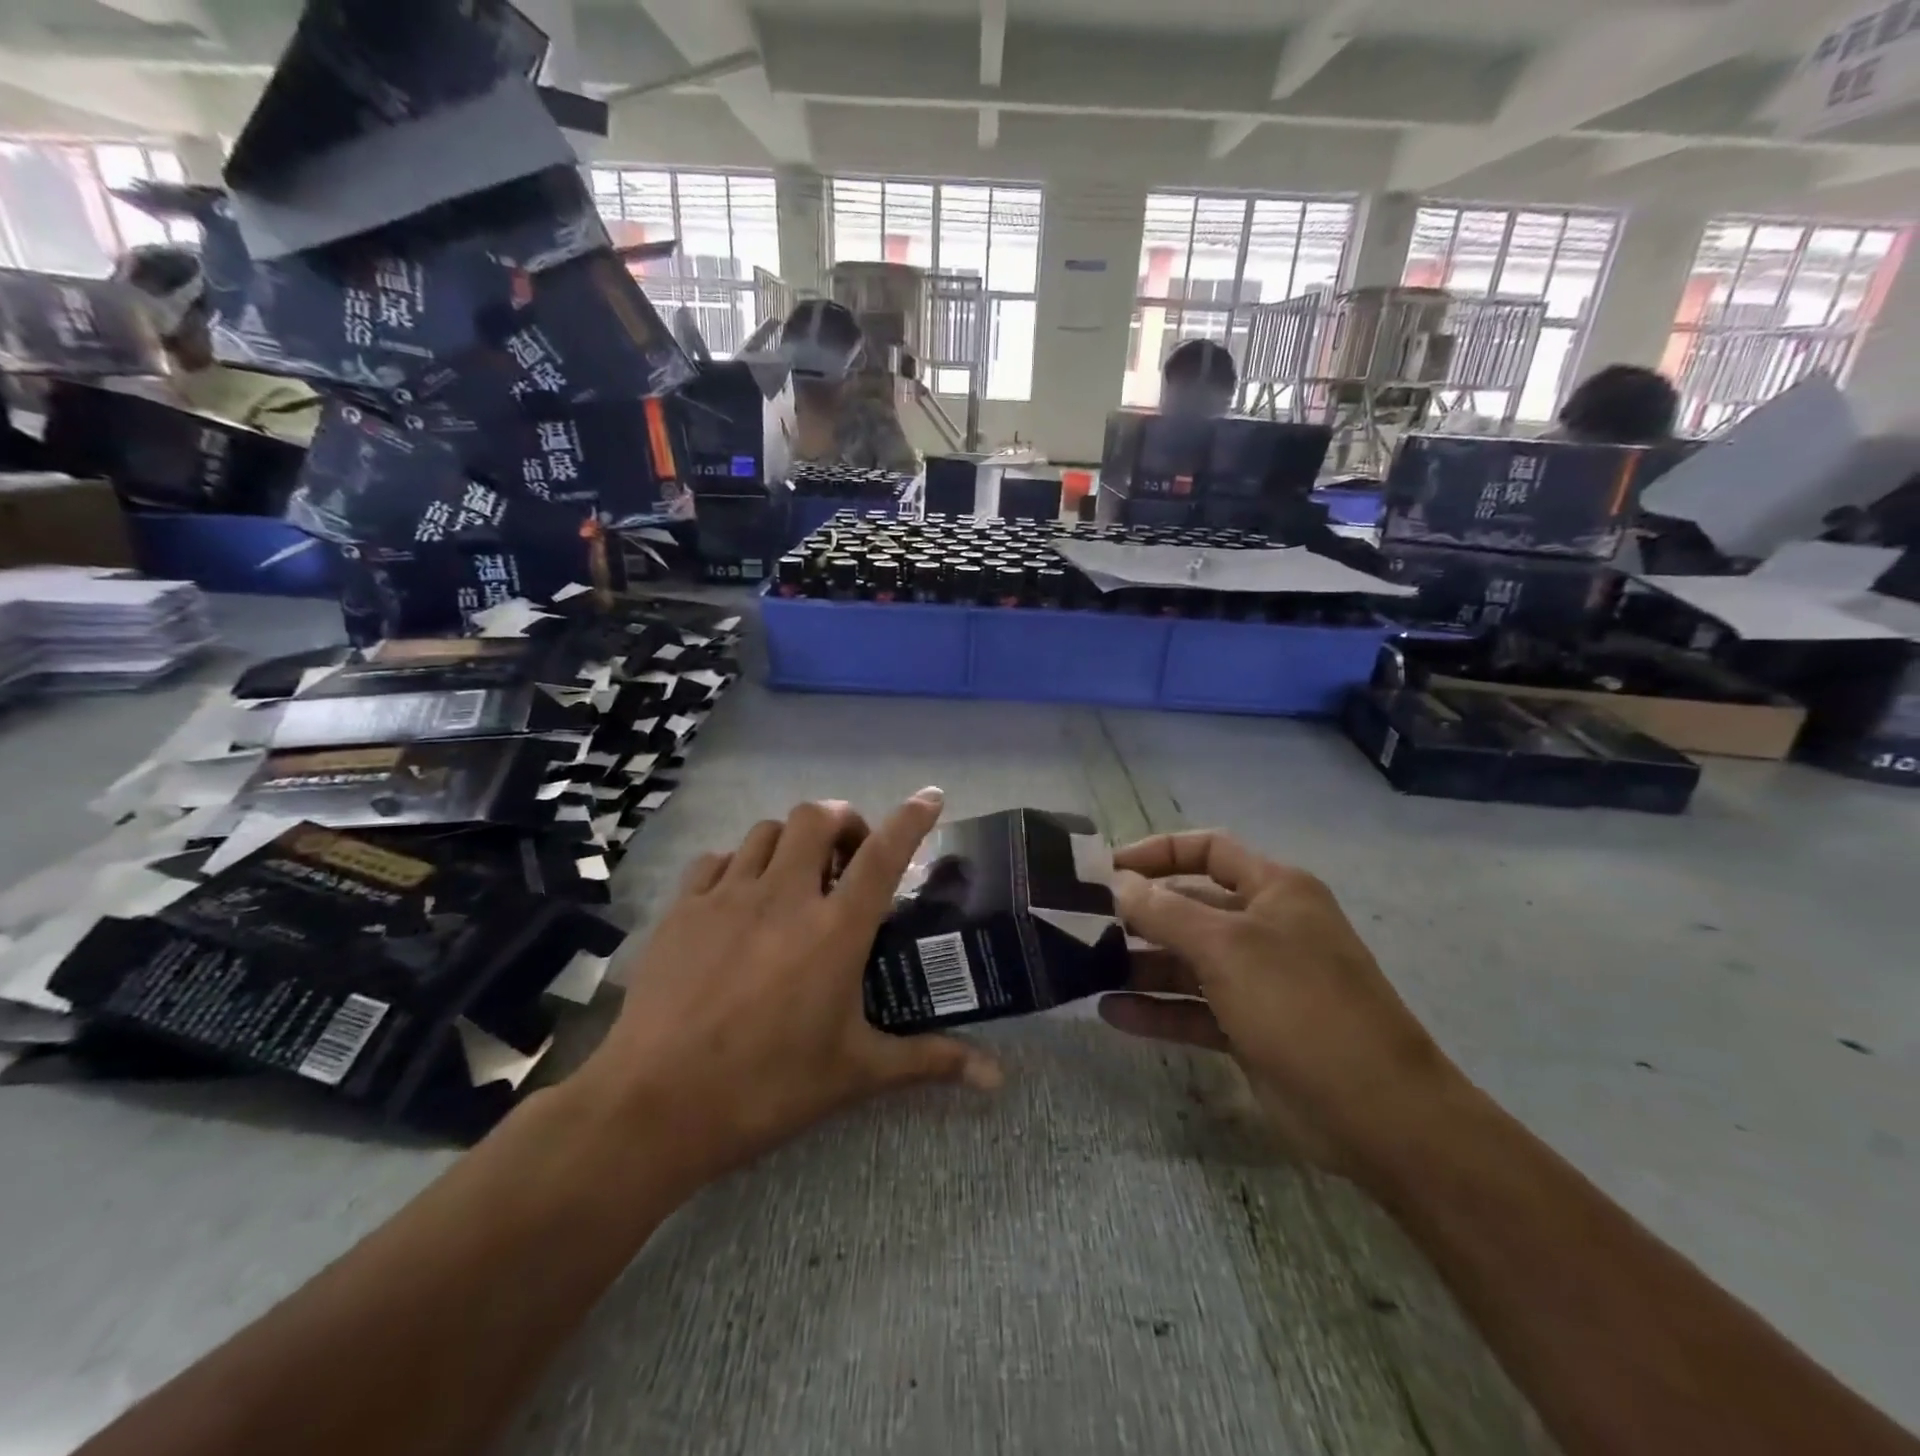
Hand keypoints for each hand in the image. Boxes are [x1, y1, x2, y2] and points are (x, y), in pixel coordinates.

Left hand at [576, 789, 1001, 1186]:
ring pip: (767, 830)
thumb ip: (928, 1061)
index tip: (930, 796)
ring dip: (792, 840)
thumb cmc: (768, 1087)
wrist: (655, 1106)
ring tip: (797, 875)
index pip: (884, 853)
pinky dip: (739, 864)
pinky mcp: (683, 909)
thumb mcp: (856, 1073)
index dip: (912, 816)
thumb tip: (995, 1078)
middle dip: (843, 820)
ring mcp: (728, 896)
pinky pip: (717, 859)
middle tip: (850, 855)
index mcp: (835, 930)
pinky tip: (740, 896)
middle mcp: (785, 896)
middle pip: (817, 817)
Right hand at [1098, 831, 1463, 1172]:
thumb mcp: (1227, 947)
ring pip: (1187, 961)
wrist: (1378, 1114)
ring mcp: (1258, 981)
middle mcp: (1265, 928)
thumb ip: (1165, 911)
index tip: (1108, 870)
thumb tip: (1118, 883)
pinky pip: (1193, 1009)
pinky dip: (1156, 1010)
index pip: (1209, 850)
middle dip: (1141, 913)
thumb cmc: (1300, 1004)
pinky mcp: (1249, 1029)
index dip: (1158, 852)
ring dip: (1141, 964)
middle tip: (1082, 922)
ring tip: (1086, 967)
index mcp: (1274, 890)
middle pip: (1191, 906)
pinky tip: (1111, 1013)